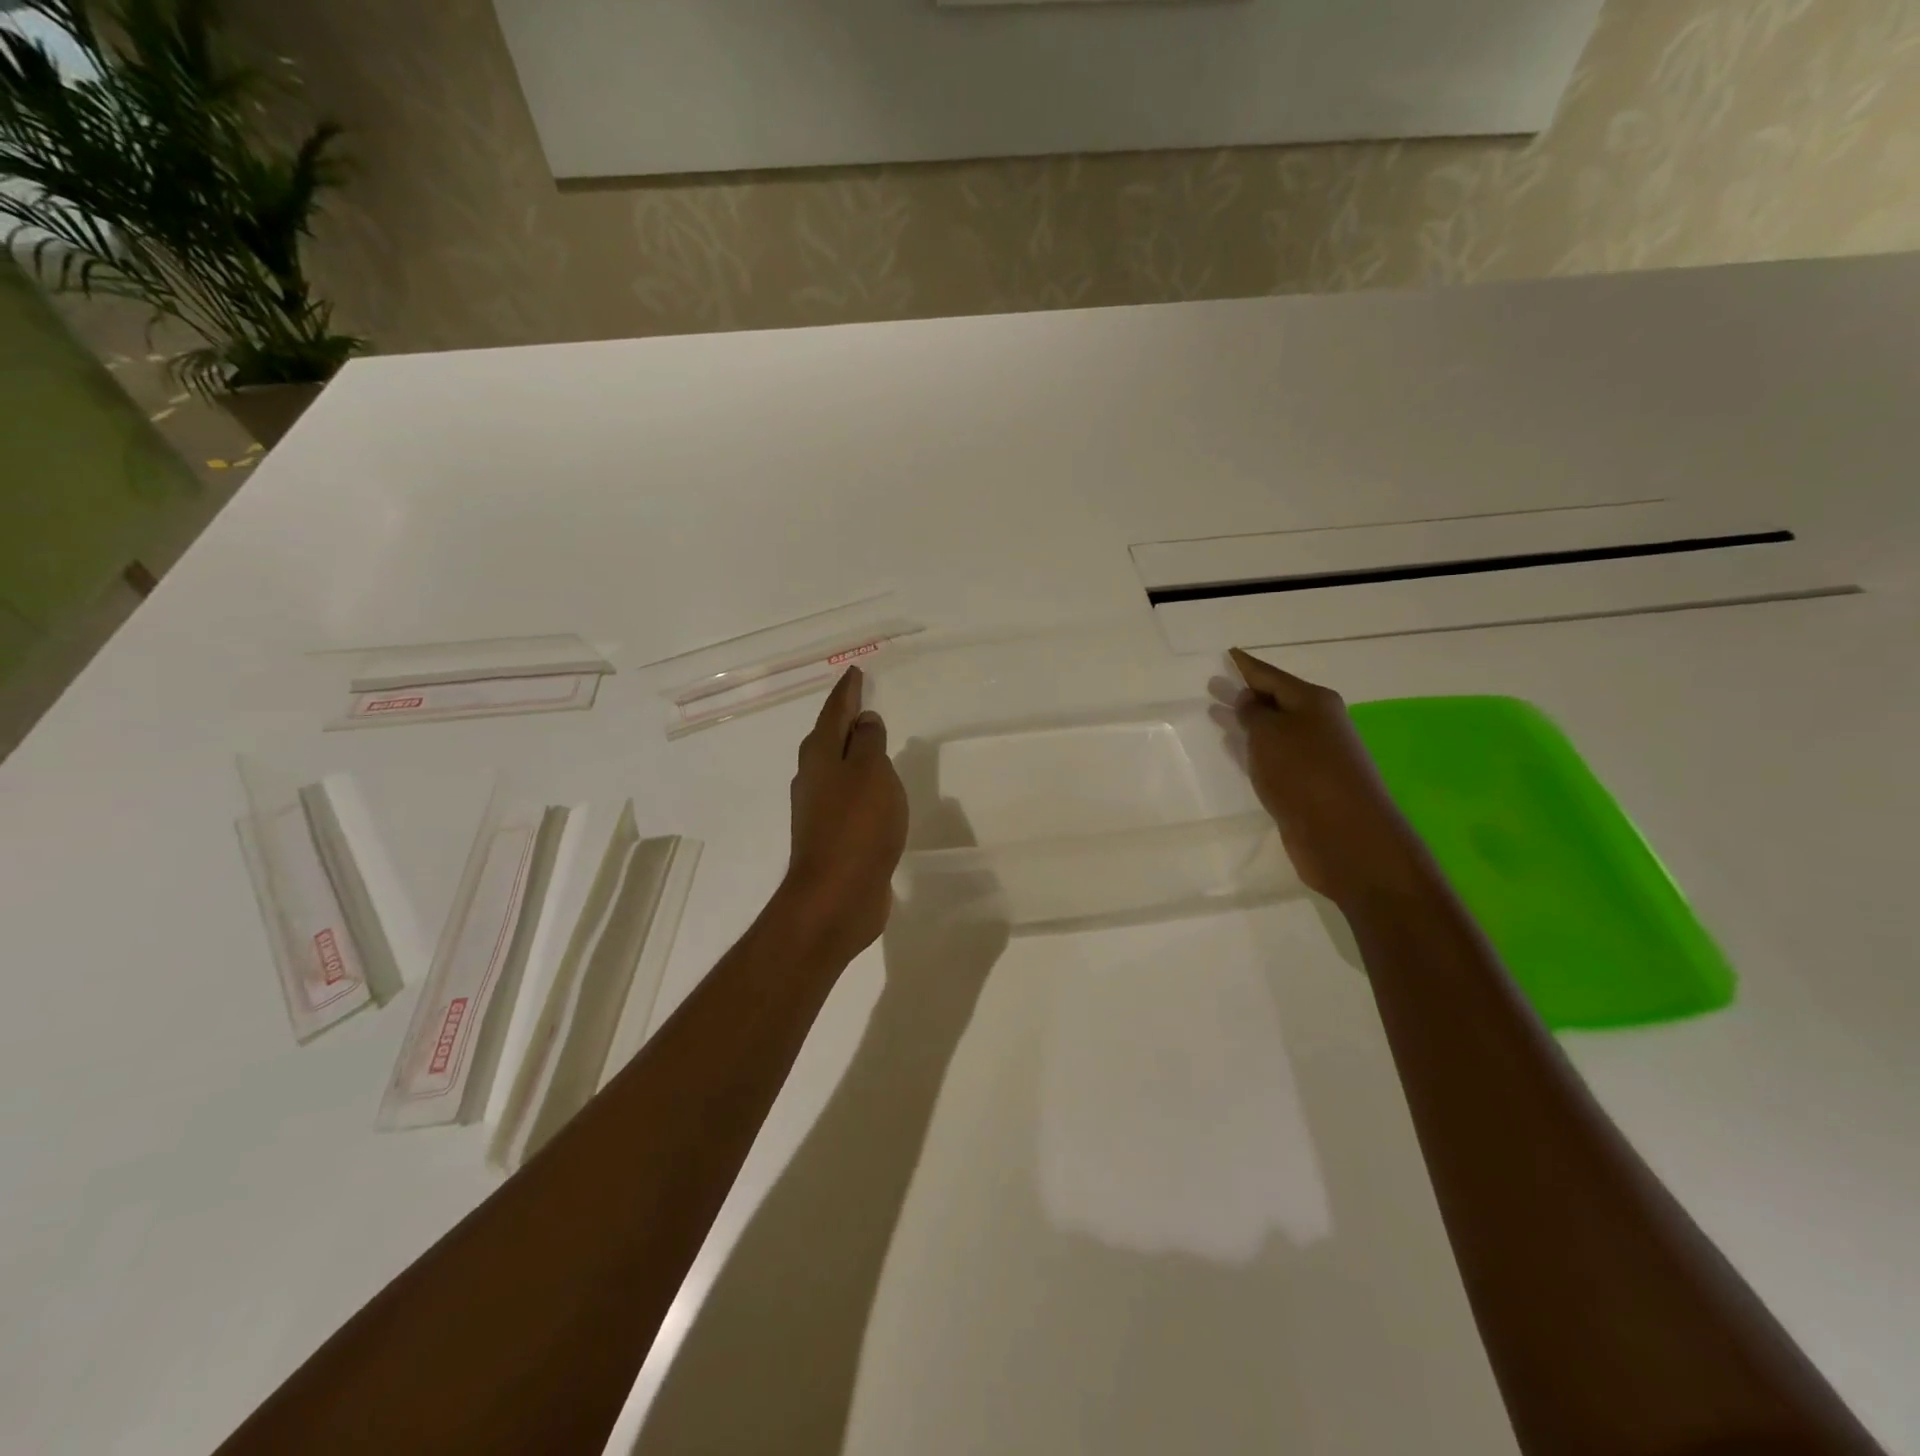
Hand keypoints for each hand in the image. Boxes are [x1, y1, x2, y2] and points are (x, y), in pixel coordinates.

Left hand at [778, 666, 909, 963]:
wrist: (836, 896)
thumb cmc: (857, 826)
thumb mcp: (871, 773)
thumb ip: (868, 743)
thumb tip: (864, 721)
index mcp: (820, 756)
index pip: (834, 712)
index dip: (847, 691)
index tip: (856, 671)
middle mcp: (813, 779)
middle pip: (828, 739)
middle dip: (844, 720)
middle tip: (862, 701)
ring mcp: (819, 811)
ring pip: (836, 770)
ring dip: (852, 753)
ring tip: (872, 742)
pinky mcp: (831, 837)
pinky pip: (848, 798)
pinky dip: (861, 786)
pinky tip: (875, 792)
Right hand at [1229, 648, 1430, 905]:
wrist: (1344, 835)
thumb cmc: (1305, 773)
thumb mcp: (1271, 733)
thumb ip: (1253, 713)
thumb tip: (1248, 699)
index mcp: (1313, 702)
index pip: (1271, 675)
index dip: (1246, 665)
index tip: (1227, 654)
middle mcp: (1317, 724)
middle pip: (1275, 702)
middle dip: (1245, 694)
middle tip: (1212, 687)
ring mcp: (1314, 756)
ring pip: (1273, 730)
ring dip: (1247, 723)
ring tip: (1216, 716)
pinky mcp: (1307, 785)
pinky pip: (1274, 757)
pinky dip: (1253, 750)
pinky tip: (1235, 752)